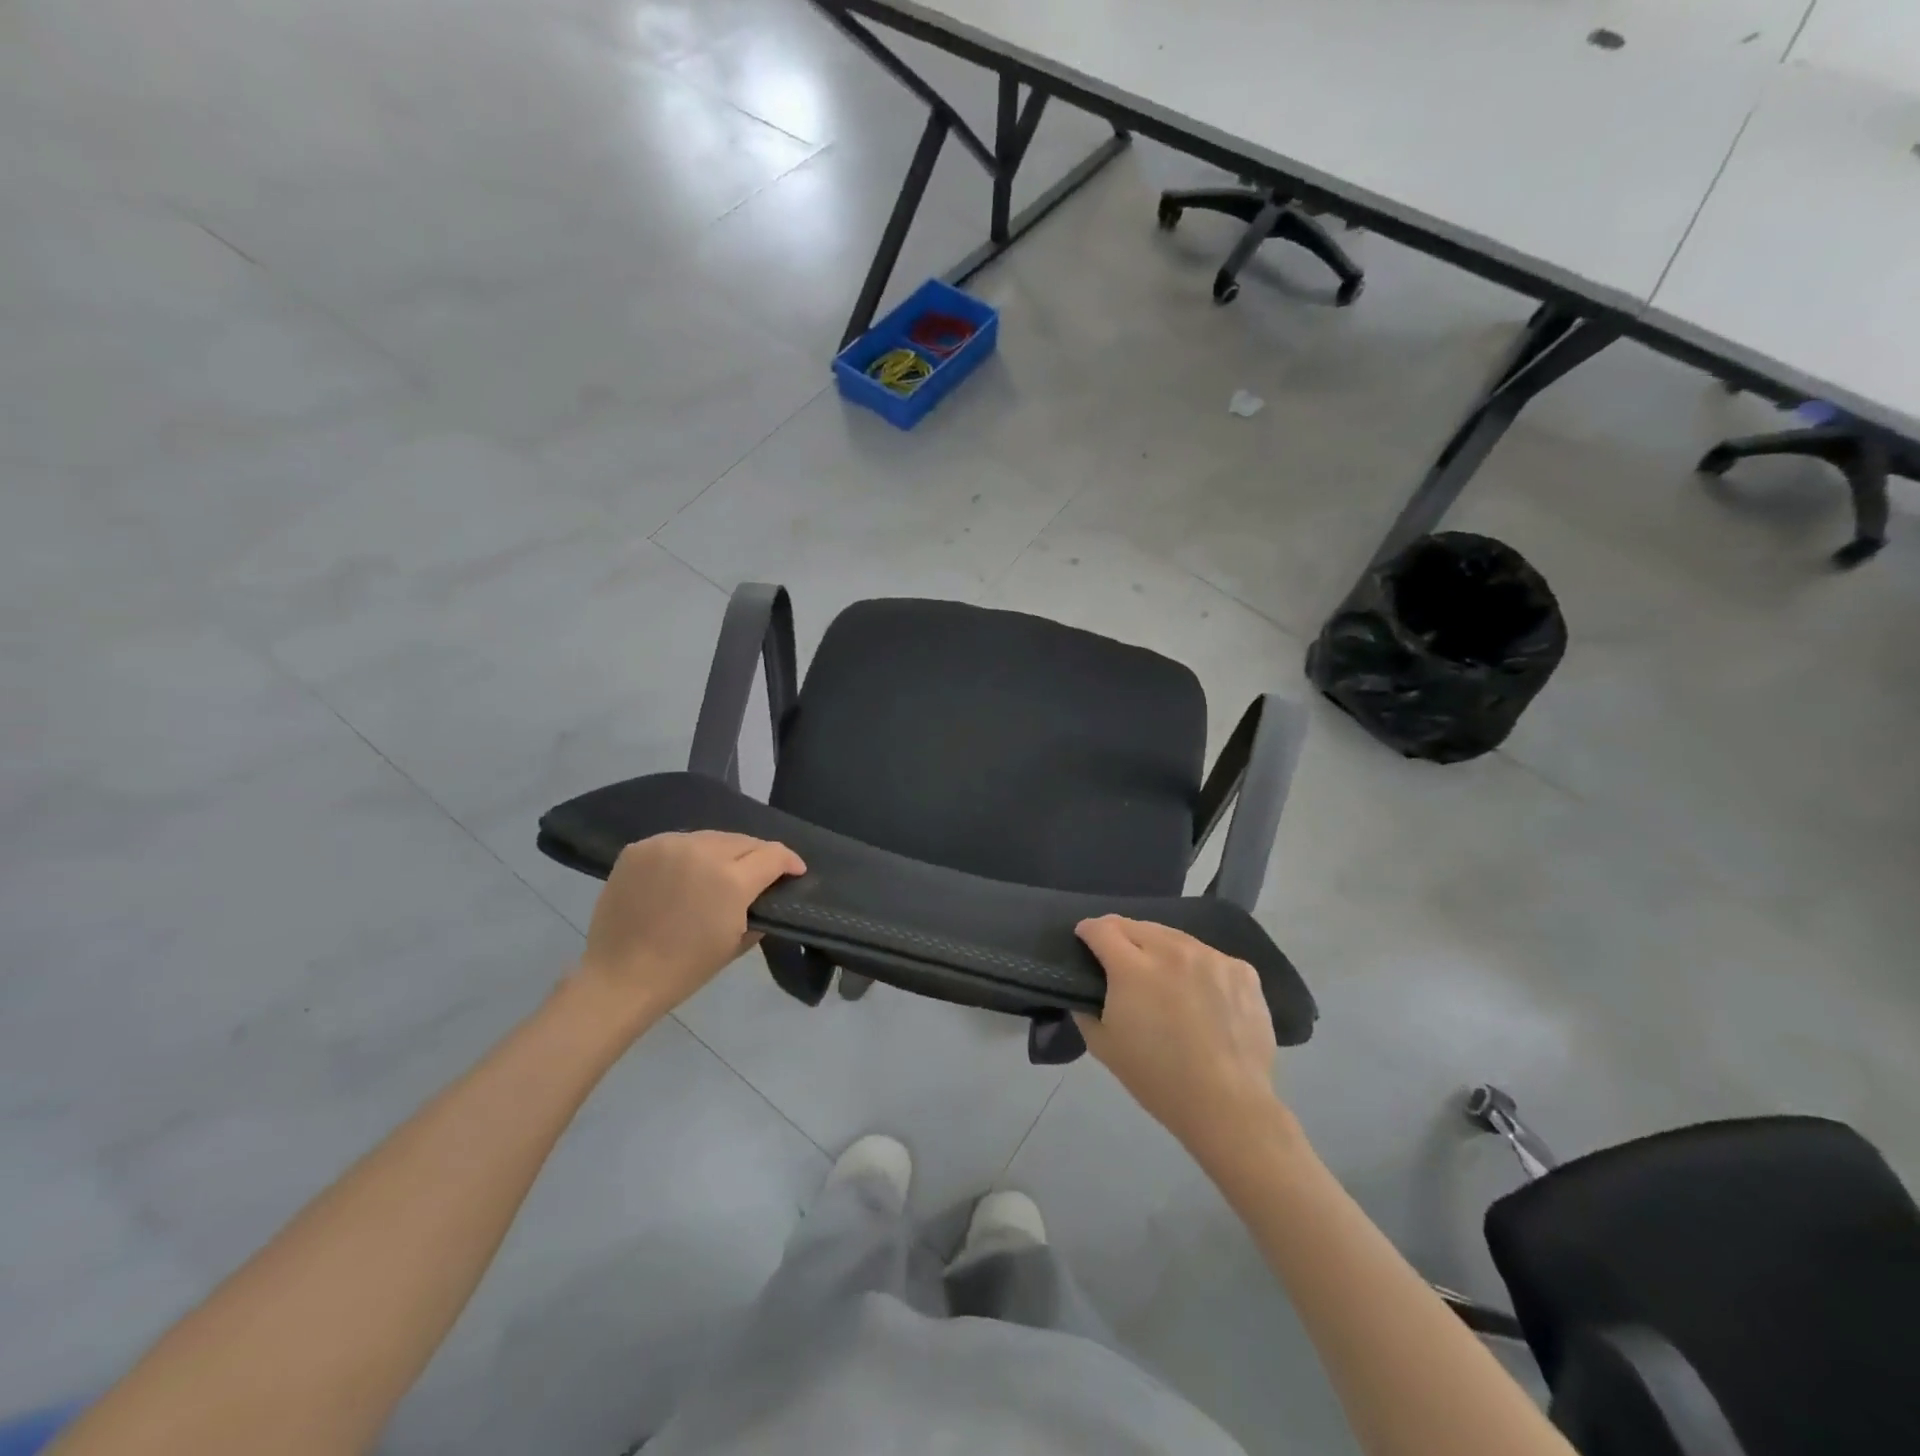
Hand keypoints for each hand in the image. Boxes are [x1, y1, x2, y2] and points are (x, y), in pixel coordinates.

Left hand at [575, 831, 805, 1020]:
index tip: (795, 871)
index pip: (773, 854)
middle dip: (757, 855)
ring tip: (721, 870)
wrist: (619, 977)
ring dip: (722, 852)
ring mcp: (667, 846)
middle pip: (743, 840)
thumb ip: (758, 910)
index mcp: (731, 880)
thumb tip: (765, 893)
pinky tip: (686, 873)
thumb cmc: (684, 969)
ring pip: (710, 837)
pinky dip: (688, 855)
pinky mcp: (640, 848)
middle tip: (759, 872)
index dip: (789, 861)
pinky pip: (677, 843)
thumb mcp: (736, 943)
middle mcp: (702, 852)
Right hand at [1073, 916, 1283, 1157]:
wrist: (1229, 1106)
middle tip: (1121, 962)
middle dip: (1122, 937)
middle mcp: (1172, 950)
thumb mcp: (1104, 1046)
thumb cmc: (1158, 1079)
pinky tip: (1200, 995)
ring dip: (1161, 950)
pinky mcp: (1242, 970)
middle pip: (1137, 926)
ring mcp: (1211, 957)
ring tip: (1163, 977)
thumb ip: (1086, 1008)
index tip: (1085, 941)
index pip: (1102, 928)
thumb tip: (1087, 989)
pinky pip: (1209, 957)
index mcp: (1133, 967)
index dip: (1088, 931)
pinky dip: (1197, 968)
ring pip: (1175, 938)